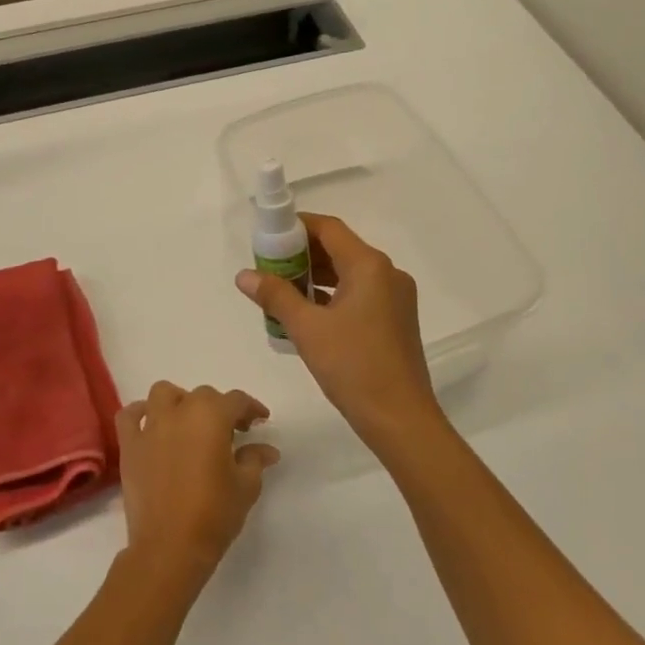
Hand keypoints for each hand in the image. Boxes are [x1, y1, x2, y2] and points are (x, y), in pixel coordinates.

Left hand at [116, 382, 278, 585]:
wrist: (169, 547)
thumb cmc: (214, 514)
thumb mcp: (246, 486)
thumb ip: (255, 459)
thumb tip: (267, 449)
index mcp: (211, 416)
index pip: (236, 400)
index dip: (251, 408)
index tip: (260, 421)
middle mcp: (179, 412)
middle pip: (202, 396)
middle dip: (219, 409)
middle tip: (231, 433)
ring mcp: (150, 427)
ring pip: (164, 394)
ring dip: (180, 402)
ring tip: (190, 423)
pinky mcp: (129, 445)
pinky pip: (130, 416)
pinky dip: (140, 414)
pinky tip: (152, 425)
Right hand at [235, 214, 446, 452]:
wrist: (400, 418)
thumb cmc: (353, 367)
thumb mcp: (307, 329)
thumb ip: (275, 296)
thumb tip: (244, 275)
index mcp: (369, 266)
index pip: (329, 228)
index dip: (296, 226)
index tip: (267, 235)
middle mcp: (387, 274)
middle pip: (339, 248)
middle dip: (302, 254)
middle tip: (268, 266)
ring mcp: (395, 298)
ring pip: (349, 273)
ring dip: (315, 276)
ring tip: (280, 290)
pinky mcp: (395, 320)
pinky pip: (358, 294)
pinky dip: (332, 295)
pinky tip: (306, 313)